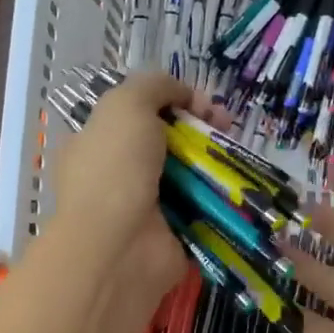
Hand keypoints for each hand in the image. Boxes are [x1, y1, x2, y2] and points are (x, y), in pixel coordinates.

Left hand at [48, 72, 227, 309]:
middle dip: (199, 129)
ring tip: (237, 154)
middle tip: (226, 125)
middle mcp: (116, 175)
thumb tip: (183, 94)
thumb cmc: (115, 168)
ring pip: (187, 174)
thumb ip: (154, 86)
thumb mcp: (126, 104)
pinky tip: (238, 185)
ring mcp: (143, 207)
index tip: (200, 103)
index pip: (136, 114)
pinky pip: (200, 208)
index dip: (171, 102)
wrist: (120, 246)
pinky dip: (219, 198)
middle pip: (166, 142)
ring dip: (214, 161)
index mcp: (94, 143)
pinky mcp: (171, 234)